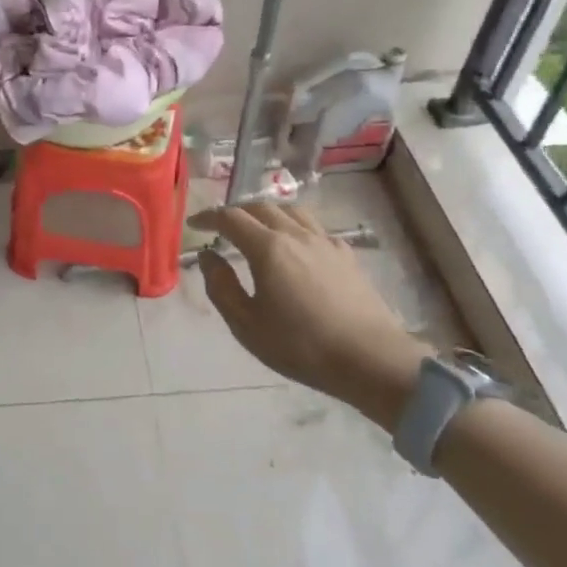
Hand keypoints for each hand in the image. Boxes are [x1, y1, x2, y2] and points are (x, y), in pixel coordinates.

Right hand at [192, 202, 428, 429]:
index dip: (209, 217)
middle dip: (236, 212)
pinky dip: (296, 227)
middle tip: (222, 226)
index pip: (231, 218)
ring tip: (258, 228)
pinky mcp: (346, 255)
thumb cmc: (302, 346)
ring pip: (291, 211)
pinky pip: (315, 228)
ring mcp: (325, 242)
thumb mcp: (247, 325)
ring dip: (267, 213)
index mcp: (268, 248)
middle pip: (261, 207)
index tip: (195, 224)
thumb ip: (221, 287)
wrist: (371, 359)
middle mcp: (296, 234)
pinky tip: (297, 246)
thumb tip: (209, 257)